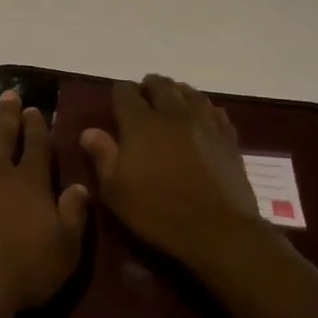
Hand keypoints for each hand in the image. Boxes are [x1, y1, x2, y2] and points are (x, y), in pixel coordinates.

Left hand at [0, 89, 88, 317]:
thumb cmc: (24, 269)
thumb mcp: (65, 248)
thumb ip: (73, 214)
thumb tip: (80, 185)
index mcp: (31, 182)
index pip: (36, 145)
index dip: (36, 126)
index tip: (34, 108)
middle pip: (3, 136)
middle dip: (8, 115)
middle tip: (8, 95)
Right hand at [78, 75, 272, 267]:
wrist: (218, 231)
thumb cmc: (158, 211)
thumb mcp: (115, 190)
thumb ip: (102, 155)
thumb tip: (89, 131)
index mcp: (140, 124)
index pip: (125, 92)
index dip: (119, 91)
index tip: (115, 100)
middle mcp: (172, 114)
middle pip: (160, 85)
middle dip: (148, 86)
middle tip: (142, 98)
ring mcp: (204, 124)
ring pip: (190, 93)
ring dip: (177, 93)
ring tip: (170, 103)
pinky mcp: (228, 139)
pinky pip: (214, 111)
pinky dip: (203, 109)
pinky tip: (200, 119)